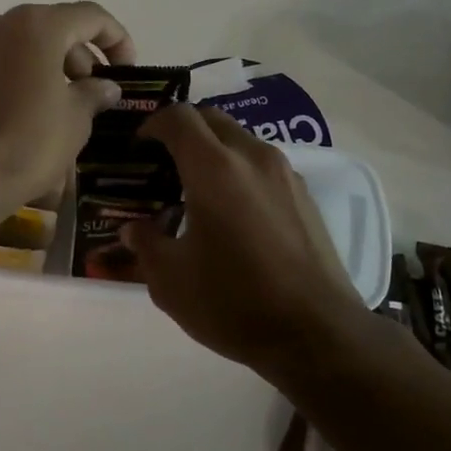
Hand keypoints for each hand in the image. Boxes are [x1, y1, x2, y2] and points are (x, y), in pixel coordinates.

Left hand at [0, 1, 135, 210]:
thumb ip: (94, 93)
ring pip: (22, 46)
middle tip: (95, 95)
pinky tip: (30, 111)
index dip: (117, 40)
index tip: (126, 71)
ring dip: (49, 68)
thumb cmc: (27, 142)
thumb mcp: (76, 119)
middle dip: (80, 58)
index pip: (90, 17)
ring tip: (65, 106)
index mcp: (36, 25)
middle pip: (53, 29)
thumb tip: (104, 87)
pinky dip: (19, 77)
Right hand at [120, 105, 367, 380]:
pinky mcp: (305, 195)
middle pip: (212, 119)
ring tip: (197, 190)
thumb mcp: (171, 281)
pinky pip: (263, 165)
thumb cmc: (234, 302)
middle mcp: (252, 157)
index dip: (153, 123)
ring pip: (241, 140)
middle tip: (164, 163)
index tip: (139, 146)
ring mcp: (285, 173)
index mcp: (214, 168)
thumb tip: (133, 229)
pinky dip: (240, 171)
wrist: (317, 333)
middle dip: (184, 130)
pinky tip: (234, 212)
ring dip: (214, 151)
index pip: (178, 117)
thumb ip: (145, 245)